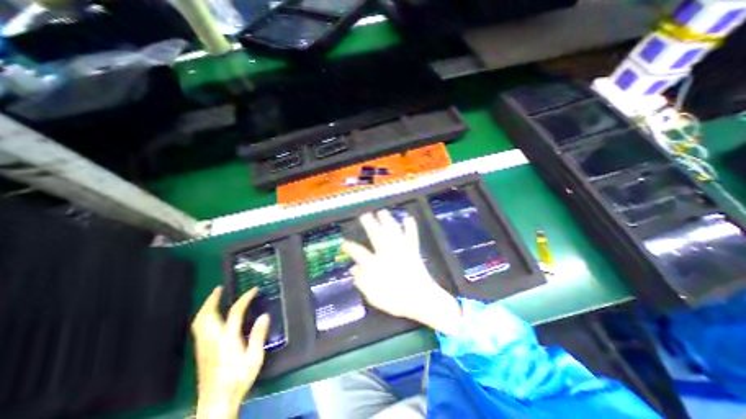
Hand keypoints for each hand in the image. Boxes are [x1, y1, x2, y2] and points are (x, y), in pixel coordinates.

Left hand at [191, 289, 270, 417]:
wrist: (216, 403)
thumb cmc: (238, 379)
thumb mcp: (254, 358)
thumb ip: (258, 335)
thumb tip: (264, 316)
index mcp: (227, 339)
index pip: (235, 312)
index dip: (244, 298)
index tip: (253, 290)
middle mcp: (212, 340)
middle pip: (207, 316)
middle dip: (212, 300)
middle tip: (219, 289)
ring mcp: (204, 347)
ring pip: (199, 323)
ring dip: (206, 307)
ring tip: (213, 298)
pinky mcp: (201, 353)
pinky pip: (199, 329)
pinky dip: (204, 317)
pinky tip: (210, 318)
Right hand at [344, 211, 460, 335]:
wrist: (423, 300)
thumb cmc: (397, 301)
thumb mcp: (374, 297)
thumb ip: (362, 282)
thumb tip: (353, 268)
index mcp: (377, 266)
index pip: (360, 253)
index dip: (350, 247)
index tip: (344, 243)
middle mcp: (388, 254)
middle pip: (376, 235)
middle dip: (369, 224)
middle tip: (365, 215)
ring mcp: (402, 250)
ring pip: (393, 231)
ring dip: (387, 220)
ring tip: (382, 212)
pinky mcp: (413, 250)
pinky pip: (412, 235)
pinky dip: (410, 226)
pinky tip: (408, 218)